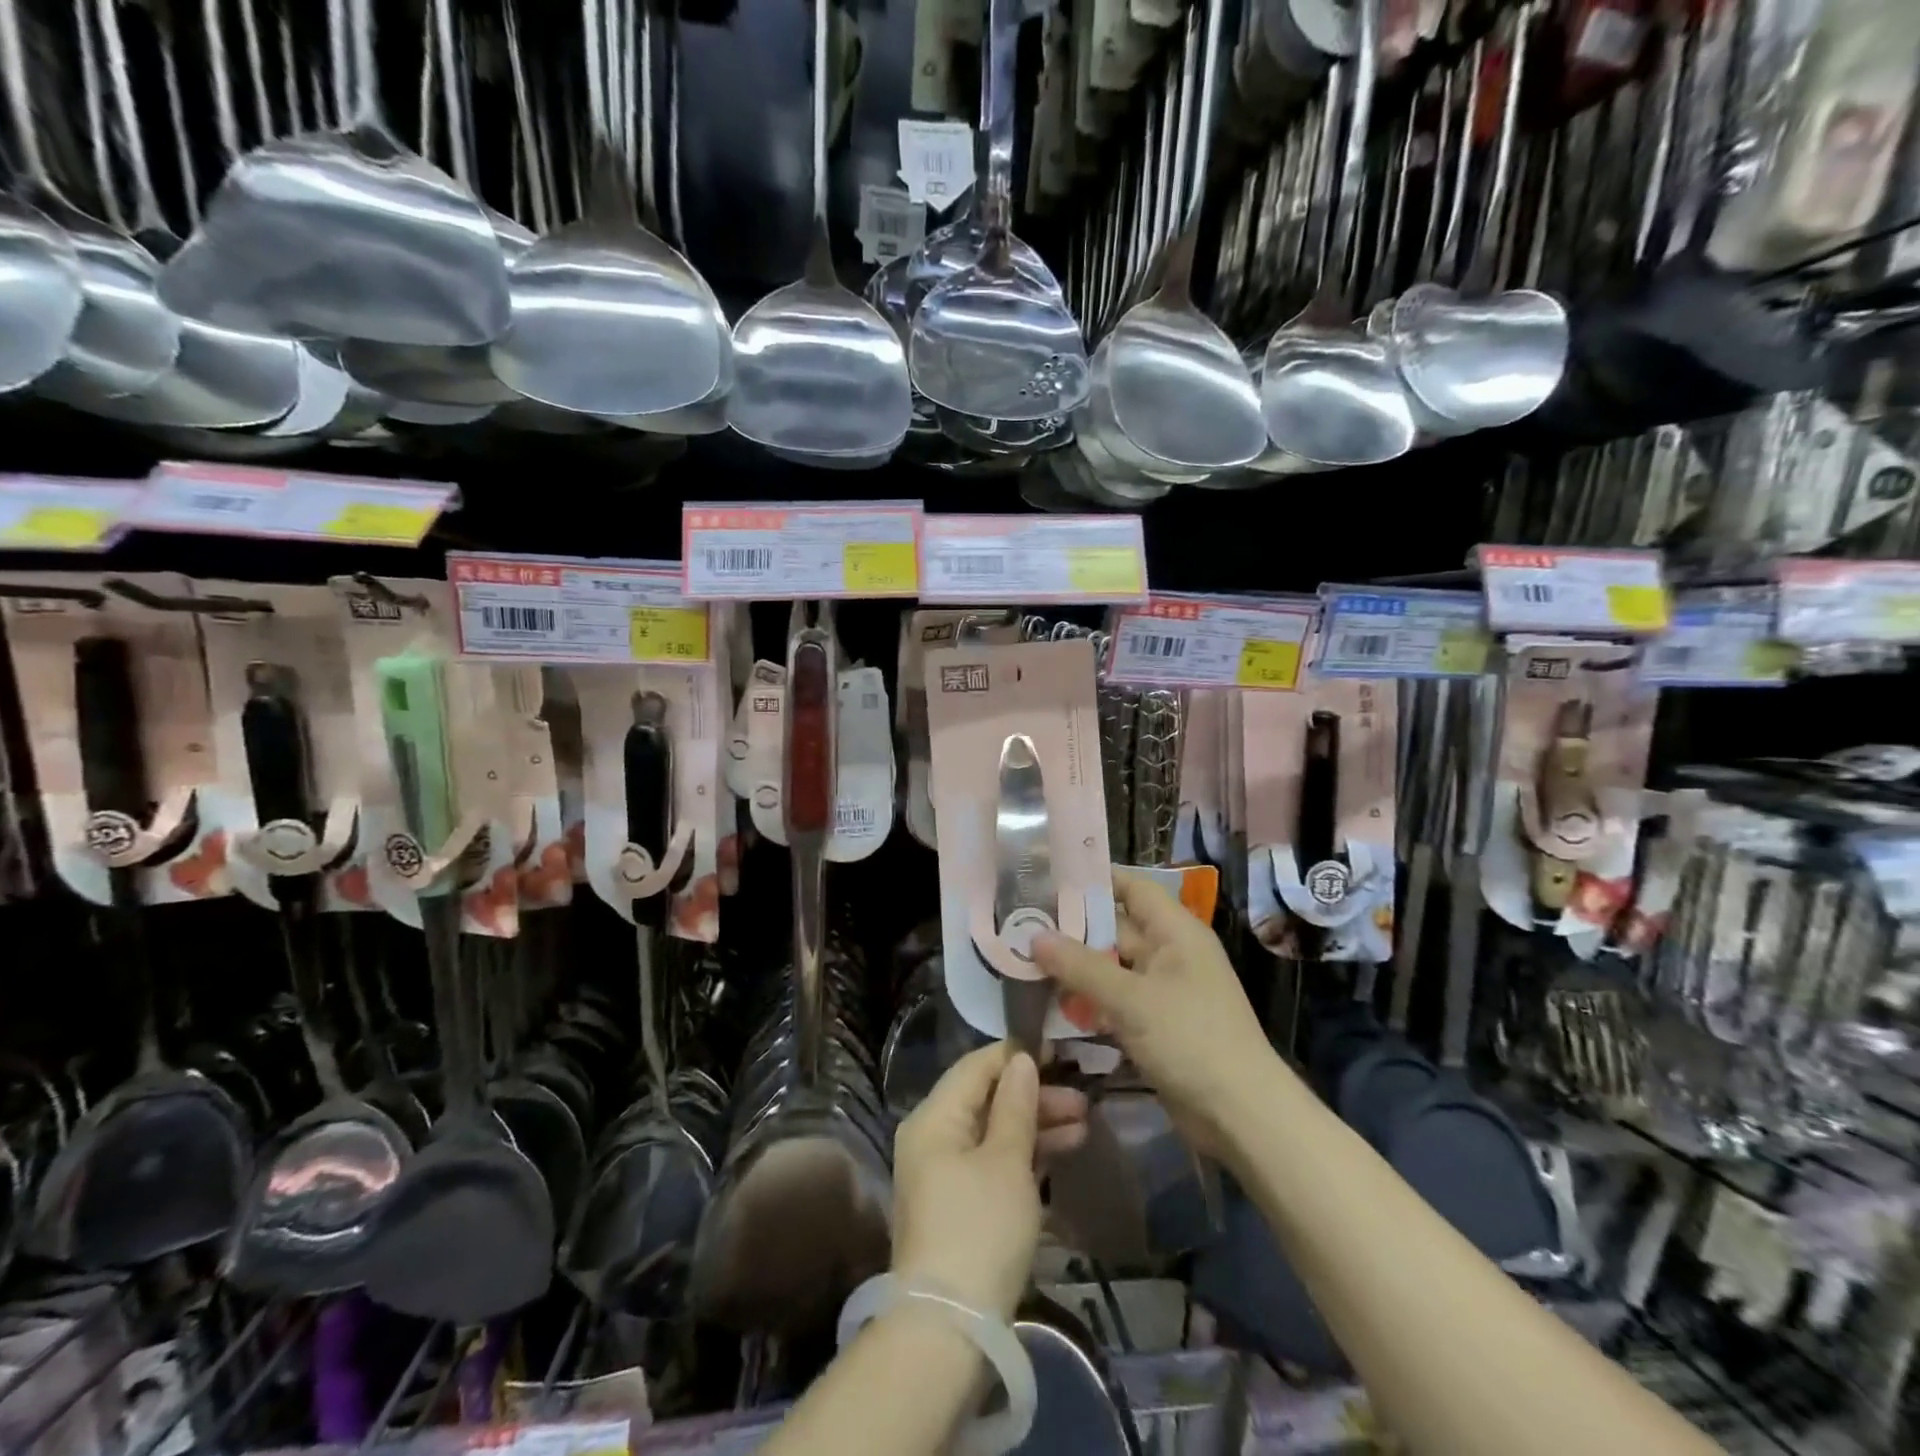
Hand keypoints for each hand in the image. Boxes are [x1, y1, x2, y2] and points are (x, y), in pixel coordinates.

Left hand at [891, 1044, 1058, 1319]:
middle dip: (1034, 1095)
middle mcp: (933, 1137)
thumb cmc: (980, 1229)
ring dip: (1036, 1125)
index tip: (1059, 1051)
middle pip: (986, 1098)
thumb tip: (1021, 1060)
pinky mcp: (959, 1204)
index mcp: (934, 1117)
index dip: (1016, 1055)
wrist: (950, 1329)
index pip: (976, 1066)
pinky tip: (1062, 1152)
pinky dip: (1024, 1155)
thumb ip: (1016, 1105)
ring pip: (993, 1131)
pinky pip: (993, 1161)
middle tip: (1082, 1099)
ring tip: (1084, 1124)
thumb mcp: (1006, 1161)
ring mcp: (944, 1173)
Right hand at [1032, 870, 1274, 1161]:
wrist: (1240, 1116)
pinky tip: (1050, 1001)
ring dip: (1075, 966)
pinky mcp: (1155, 1025)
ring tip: (1024, 957)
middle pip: (1115, 927)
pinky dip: (1088, 999)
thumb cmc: (1191, 1040)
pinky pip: (1115, 1000)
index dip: (1093, 878)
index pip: (1132, 887)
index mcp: (1175, 932)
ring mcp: (1162, 991)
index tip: (1047, 876)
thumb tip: (1034, 936)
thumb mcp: (1131, 999)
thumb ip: (1081, 966)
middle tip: (1022, 921)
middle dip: (1072, 927)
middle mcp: (1169, 953)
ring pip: (1111, 966)